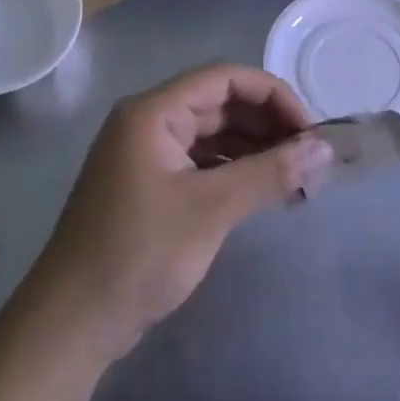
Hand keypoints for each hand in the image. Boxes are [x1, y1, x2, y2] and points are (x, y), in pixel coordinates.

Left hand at [25, 64, 330, 362]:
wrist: (73, 322)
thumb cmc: (139, 254)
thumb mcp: (211, 209)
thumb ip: (270, 173)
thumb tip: (326, 149)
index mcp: (154, 112)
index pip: (225, 78)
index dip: (274, 97)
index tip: (310, 132)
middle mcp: (149, 123)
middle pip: (220, 103)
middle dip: (268, 125)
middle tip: (310, 158)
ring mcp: (148, 155)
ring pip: (214, 134)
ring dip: (256, 149)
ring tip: (297, 177)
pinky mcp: (151, 185)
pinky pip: (202, 162)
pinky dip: (235, 171)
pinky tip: (265, 192)